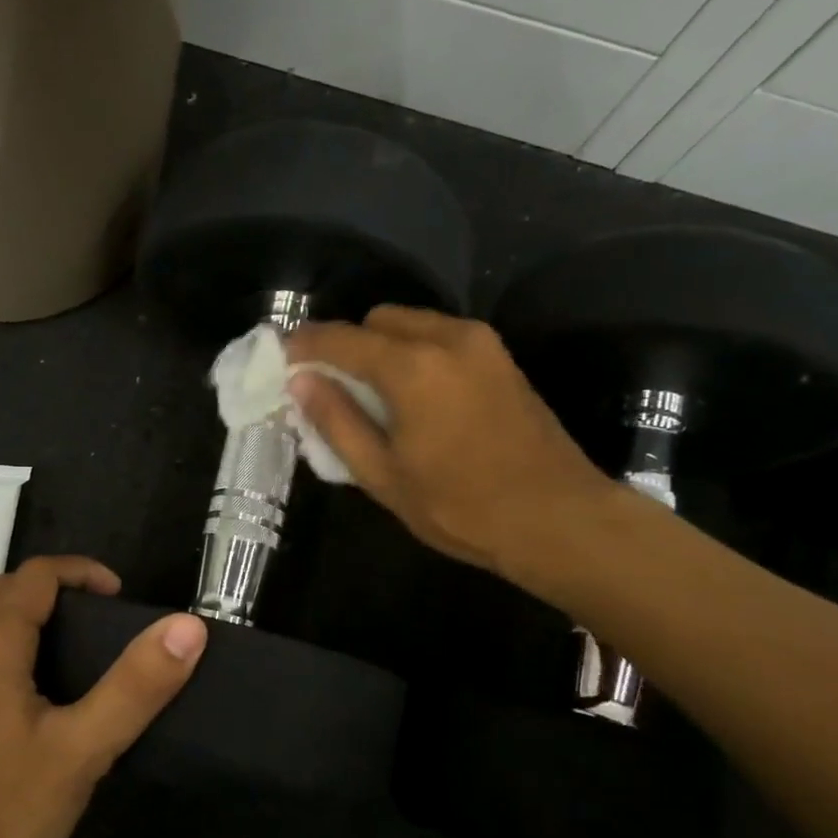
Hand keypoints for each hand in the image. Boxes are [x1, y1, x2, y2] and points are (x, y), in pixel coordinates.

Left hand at [0, 556, 206, 837]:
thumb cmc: (1, 810)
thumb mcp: (81, 749)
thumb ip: (135, 686)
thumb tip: (187, 626)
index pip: (38, 574)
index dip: (83, 572)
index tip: (122, 599)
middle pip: (10, 593)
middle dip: (60, 592)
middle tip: (107, 625)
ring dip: (36, 620)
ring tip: (84, 656)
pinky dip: (17, 650)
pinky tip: (42, 700)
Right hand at [287, 307, 616, 581]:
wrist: (556, 519)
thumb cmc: (460, 506)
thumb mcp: (383, 474)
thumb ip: (337, 421)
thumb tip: (301, 382)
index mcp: (412, 367)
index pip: (341, 339)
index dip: (304, 345)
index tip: (280, 359)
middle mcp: (448, 338)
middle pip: (378, 319)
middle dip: (346, 343)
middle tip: (328, 385)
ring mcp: (481, 344)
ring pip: (412, 324)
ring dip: (381, 347)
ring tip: (368, 394)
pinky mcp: (501, 358)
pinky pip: (440, 337)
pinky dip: (413, 352)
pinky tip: (410, 396)